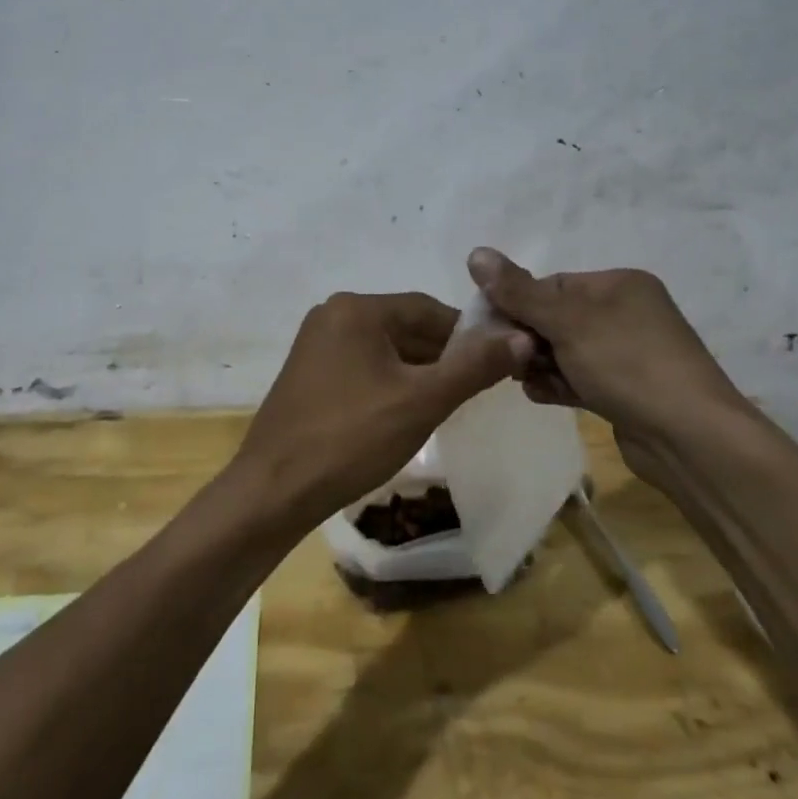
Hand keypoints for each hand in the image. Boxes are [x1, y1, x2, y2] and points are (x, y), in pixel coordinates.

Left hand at [230, 292, 531, 531]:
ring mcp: (316, 345)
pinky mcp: (309, 374)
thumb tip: (523, 337)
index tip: (497, 364)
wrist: (274, 490)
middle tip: (476, 391)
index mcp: (356, 308)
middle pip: (405, 327)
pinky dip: (390, 383)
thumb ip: (474, 366)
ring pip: (385, 349)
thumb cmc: (351, 438)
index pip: (428, 309)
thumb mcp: (422, 401)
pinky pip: (363, 366)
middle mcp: (332, 315)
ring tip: (447, 405)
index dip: (468, 335)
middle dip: (443, 356)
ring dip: (418, 372)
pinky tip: (406, 413)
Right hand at [466, 247, 746, 444]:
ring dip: (539, 364)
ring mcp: (628, 354)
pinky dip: (559, 384)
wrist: (690, 439)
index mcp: (618, 284)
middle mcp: (625, 313)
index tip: (491, 329)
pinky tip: (542, 396)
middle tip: (509, 360)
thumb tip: (475, 252)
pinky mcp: (626, 391)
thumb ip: (517, 290)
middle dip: (527, 338)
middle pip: (555, 318)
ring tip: (526, 380)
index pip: (551, 284)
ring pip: (565, 351)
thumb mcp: (566, 321)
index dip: (517, 304)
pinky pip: (580, 378)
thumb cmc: (627, 364)